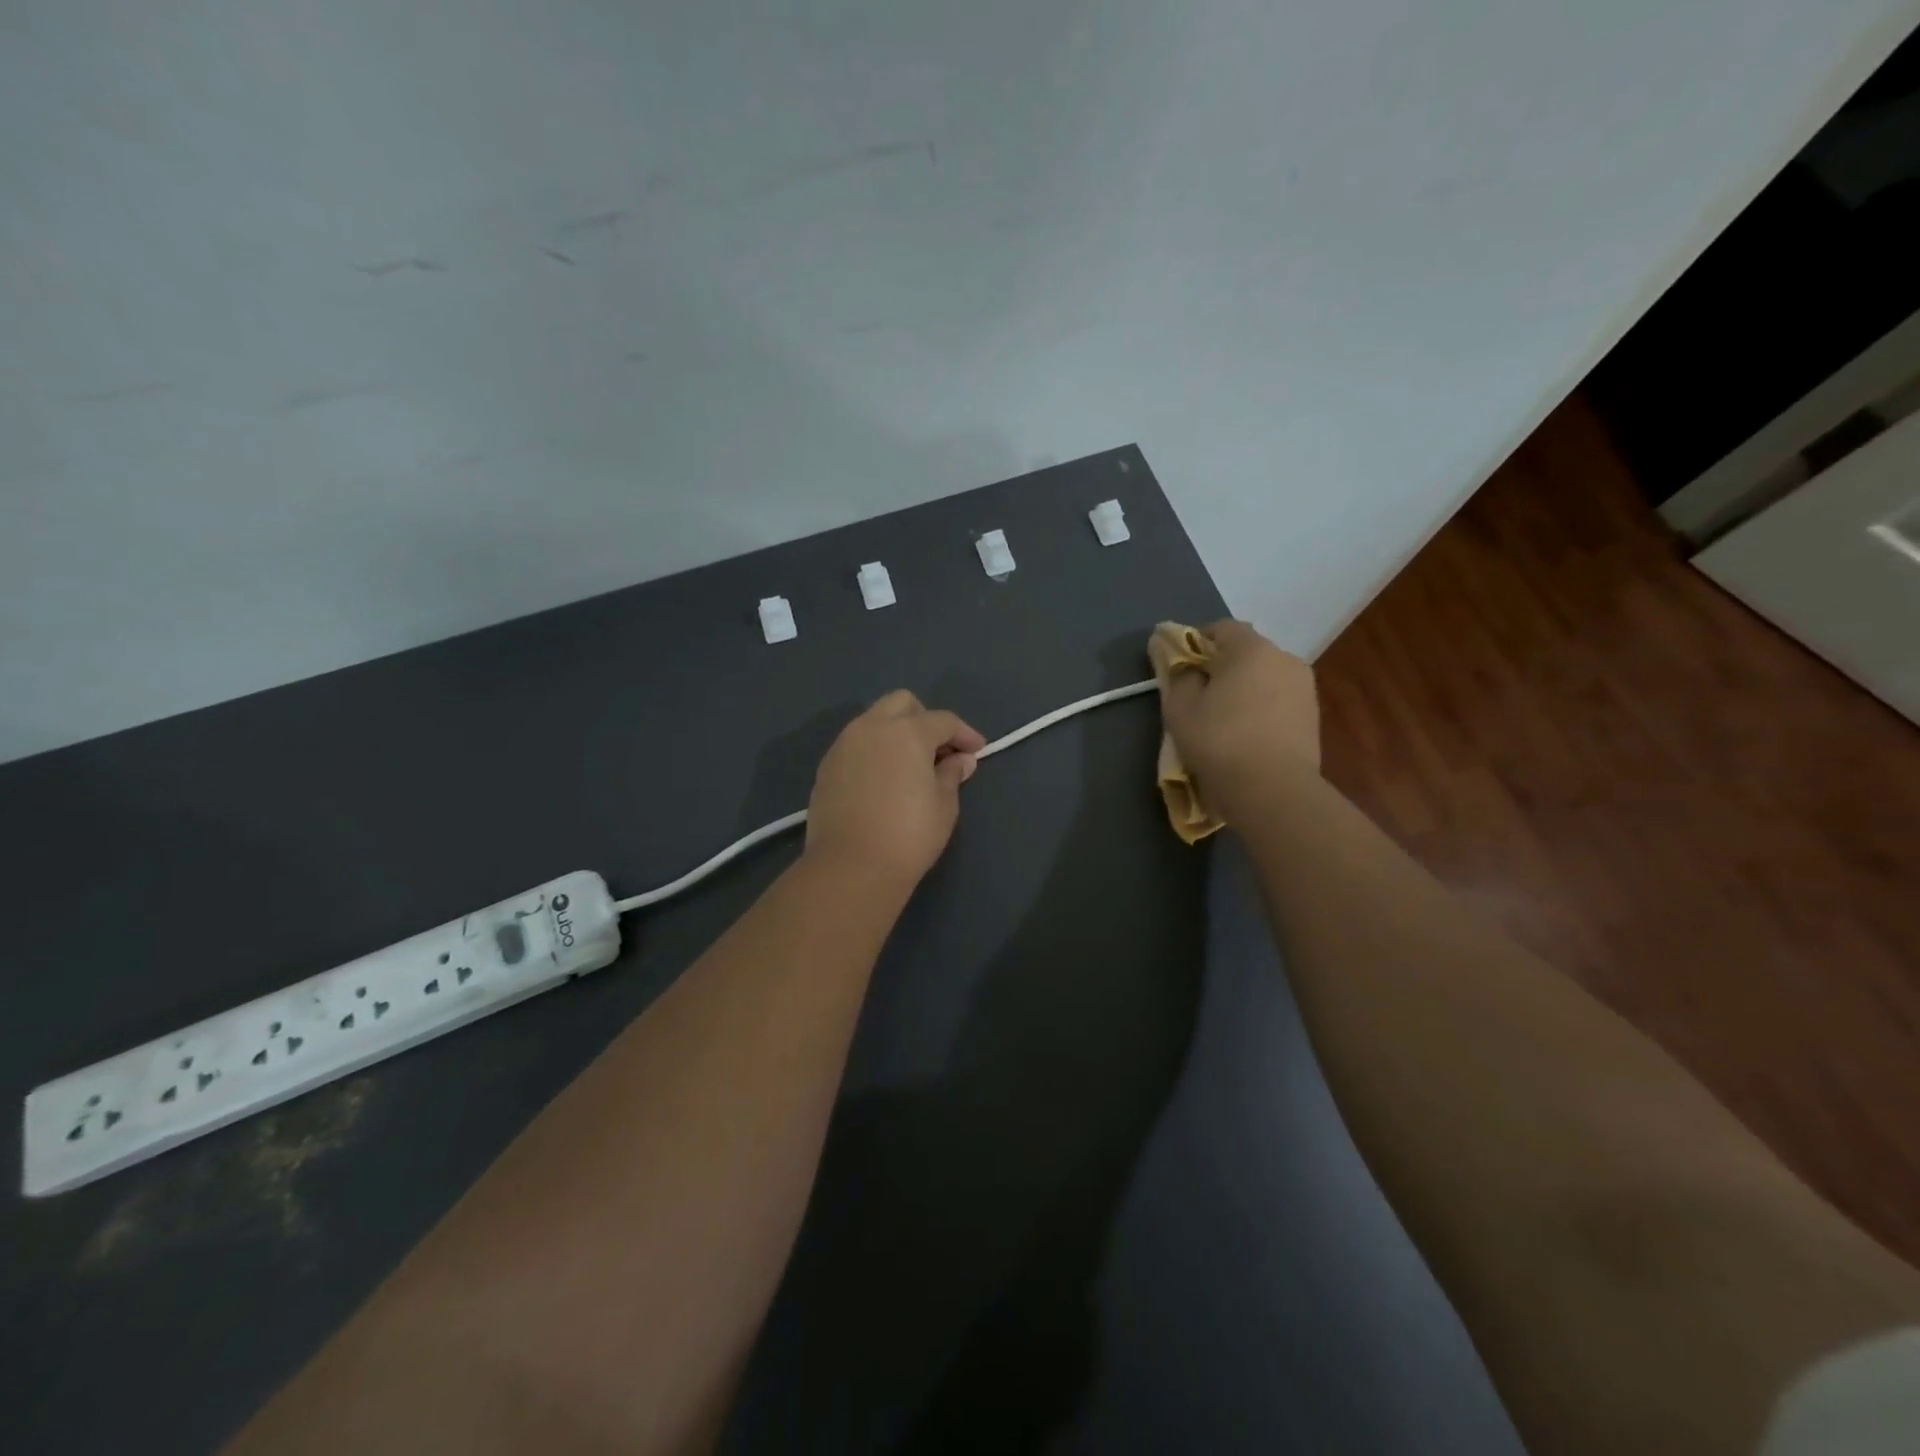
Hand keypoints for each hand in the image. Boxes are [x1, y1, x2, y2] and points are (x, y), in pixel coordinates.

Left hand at [804, 691, 985, 890]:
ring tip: (909, 765)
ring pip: (874, 721)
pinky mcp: (826, 767)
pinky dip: (874, 751)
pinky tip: (883, 779)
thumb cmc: (909, 835)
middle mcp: (872, 728)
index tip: (976, 751)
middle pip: (902, 703)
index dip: (965, 734)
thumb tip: (960, 760)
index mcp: (907, 732)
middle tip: (938, 750)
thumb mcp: (944, 805)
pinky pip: (855, 745)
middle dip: (925, 719)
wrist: (851, 867)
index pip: (943, 720)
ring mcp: (844, 745)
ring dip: (896, 732)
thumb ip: (951, 774)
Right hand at [1158, 620, 1319, 799]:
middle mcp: (1284, 658)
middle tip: (1199, 695)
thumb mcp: (1180, 708)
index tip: (1181, 667)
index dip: (1197, 642)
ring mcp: (1304, 687)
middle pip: (1246, 651)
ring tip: (1225, 719)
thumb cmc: (1219, 741)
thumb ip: (1176, 675)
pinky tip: (1247, 734)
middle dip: (1222, 666)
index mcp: (1251, 648)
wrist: (1273, 790)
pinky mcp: (1313, 716)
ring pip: (1265, 677)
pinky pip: (1278, 700)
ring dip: (1245, 688)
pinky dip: (1262, 708)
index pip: (1221, 627)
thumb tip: (1178, 661)